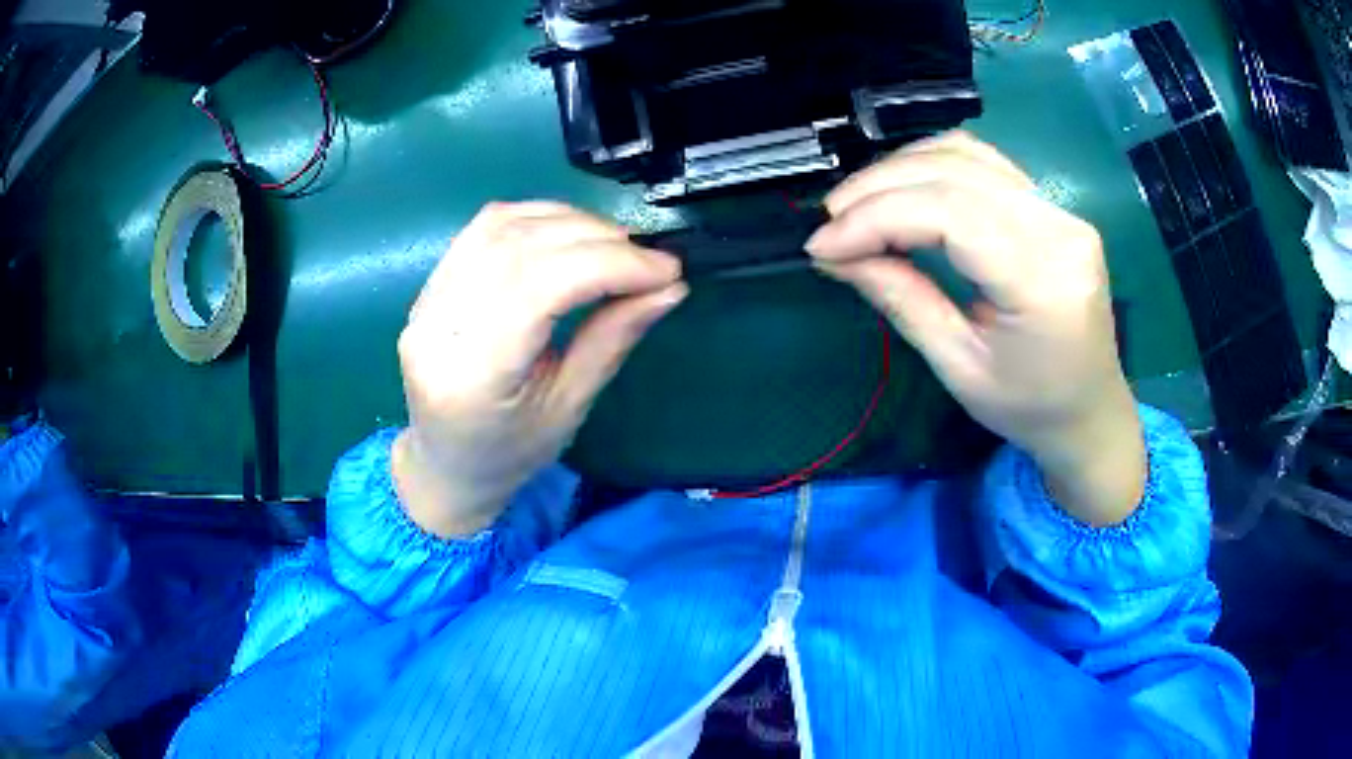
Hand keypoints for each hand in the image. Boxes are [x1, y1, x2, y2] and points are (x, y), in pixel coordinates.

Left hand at [393, 202, 685, 537]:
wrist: (446, 464)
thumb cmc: (510, 454)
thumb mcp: (570, 407)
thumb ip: (613, 339)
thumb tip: (669, 287)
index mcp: (472, 376)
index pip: (540, 287)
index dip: (609, 264)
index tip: (665, 269)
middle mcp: (437, 328)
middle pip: (520, 249)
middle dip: (596, 239)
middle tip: (647, 257)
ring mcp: (425, 302)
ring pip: (500, 227)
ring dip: (568, 222)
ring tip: (614, 244)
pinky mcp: (428, 287)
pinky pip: (483, 230)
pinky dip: (535, 219)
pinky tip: (569, 234)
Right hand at [807, 132, 1145, 525]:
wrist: (1091, 413)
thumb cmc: (1029, 409)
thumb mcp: (959, 368)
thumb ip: (901, 299)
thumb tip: (835, 254)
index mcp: (1044, 282)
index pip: (951, 214)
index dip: (877, 217)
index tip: (823, 244)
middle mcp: (1060, 230)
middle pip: (957, 173)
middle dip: (880, 188)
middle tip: (830, 221)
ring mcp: (1062, 212)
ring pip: (968, 155)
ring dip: (902, 169)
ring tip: (858, 204)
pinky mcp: (1055, 208)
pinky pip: (986, 165)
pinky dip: (934, 167)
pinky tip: (904, 189)